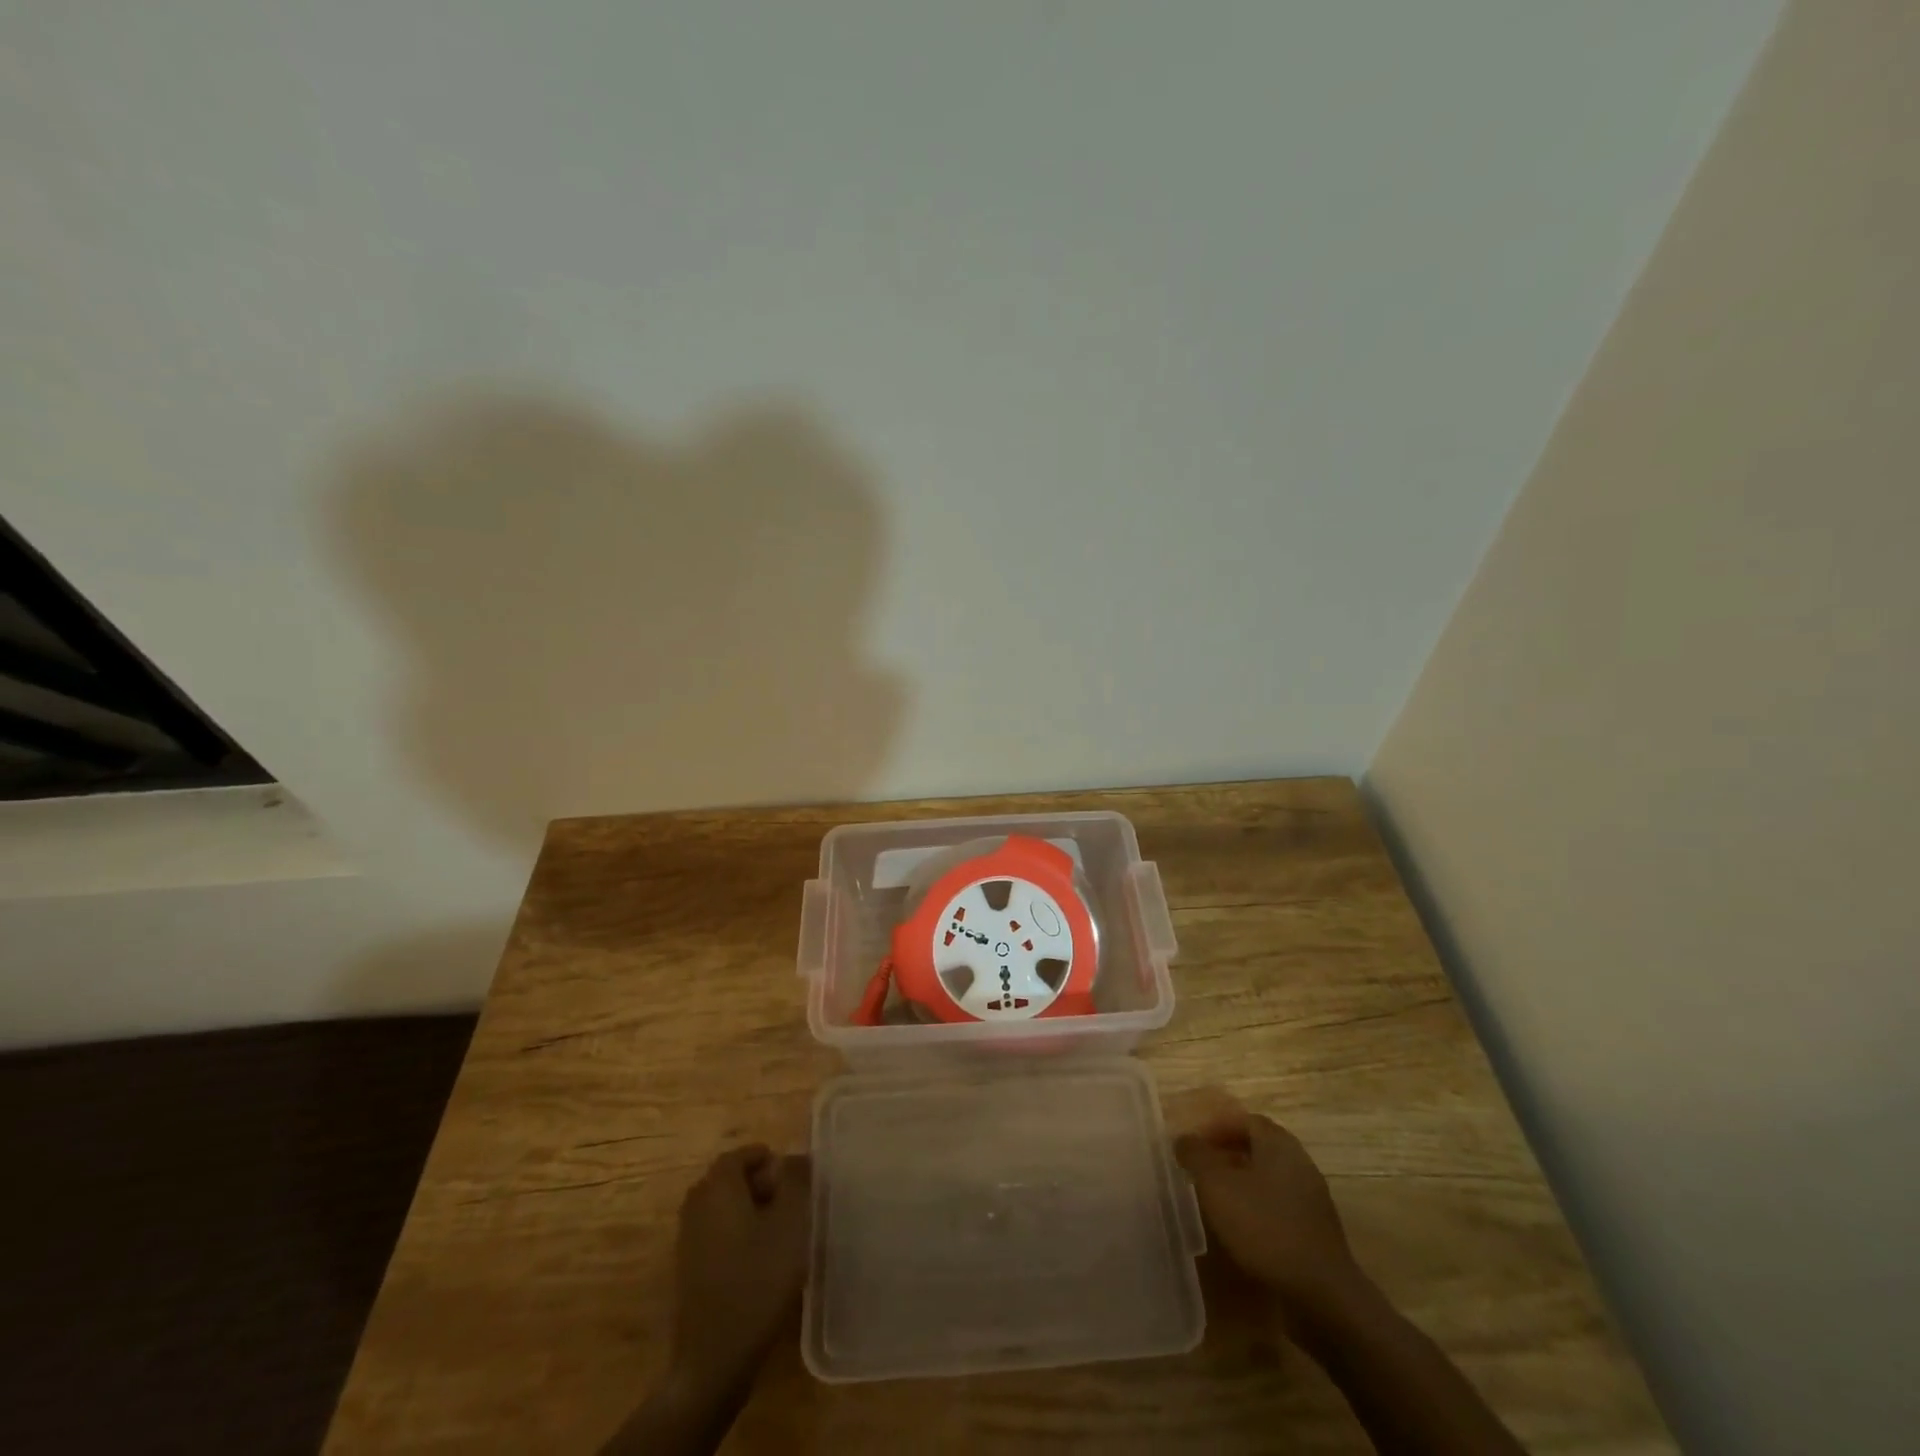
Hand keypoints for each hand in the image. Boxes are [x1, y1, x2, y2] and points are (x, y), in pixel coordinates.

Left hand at [667, 1145, 810, 1393]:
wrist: (714, 1357)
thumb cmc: (757, 1281)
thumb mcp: (790, 1224)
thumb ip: (796, 1181)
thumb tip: (794, 1157)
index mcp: (717, 1188)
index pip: (740, 1155)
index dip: (767, 1159)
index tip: (794, 1176)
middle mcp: (696, 1206)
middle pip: (729, 1180)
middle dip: (760, 1183)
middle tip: (791, 1202)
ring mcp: (688, 1240)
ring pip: (723, 1208)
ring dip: (750, 1210)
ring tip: (781, 1232)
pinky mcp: (689, 1270)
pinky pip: (717, 1234)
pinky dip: (738, 1234)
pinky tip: (761, 1261)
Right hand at [1175, 1105, 1367, 1335]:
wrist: (1321, 1295)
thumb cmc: (1264, 1227)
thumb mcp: (1217, 1185)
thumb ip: (1196, 1156)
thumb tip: (1183, 1139)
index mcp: (1279, 1145)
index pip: (1246, 1120)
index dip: (1217, 1128)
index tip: (1193, 1145)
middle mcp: (1299, 1165)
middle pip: (1259, 1149)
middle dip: (1227, 1155)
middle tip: (1200, 1170)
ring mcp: (1311, 1201)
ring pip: (1269, 1180)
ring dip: (1242, 1184)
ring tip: (1215, 1201)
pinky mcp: (1315, 1234)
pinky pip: (1280, 1208)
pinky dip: (1257, 1211)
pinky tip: (1240, 1231)